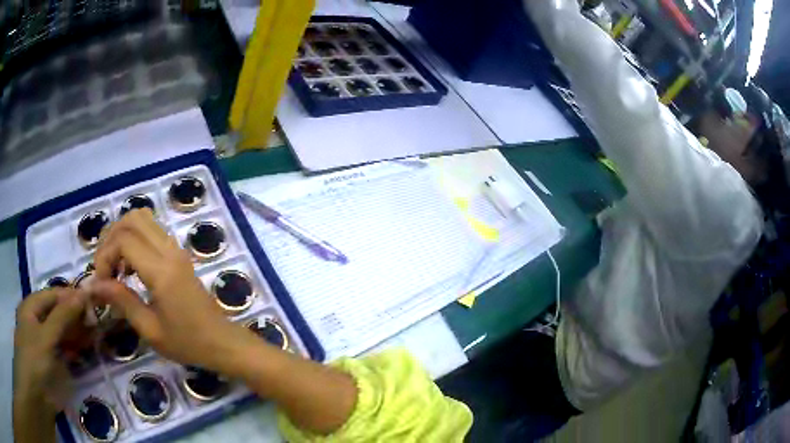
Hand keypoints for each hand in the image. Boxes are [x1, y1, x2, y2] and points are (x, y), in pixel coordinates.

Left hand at [14, 288, 89, 442]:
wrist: (37, 393)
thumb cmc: (33, 357)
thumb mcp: (46, 335)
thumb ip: (63, 316)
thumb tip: (84, 294)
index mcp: (34, 308)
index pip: (55, 295)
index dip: (72, 296)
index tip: (94, 301)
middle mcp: (40, 323)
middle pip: (60, 314)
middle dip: (78, 317)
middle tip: (99, 322)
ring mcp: (48, 346)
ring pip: (65, 335)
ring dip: (80, 335)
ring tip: (98, 337)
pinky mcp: (56, 366)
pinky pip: (68, 354)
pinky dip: (78, 353)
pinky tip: (89, 354)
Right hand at [91, 209, 244, 372]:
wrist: (222, 342)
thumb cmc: (187, 343)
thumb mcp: (150, 329)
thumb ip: (121, 300)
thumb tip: (93, 284)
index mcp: (162, 271)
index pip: (124, 239)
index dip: (105, 255)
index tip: (101, 282)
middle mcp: (170, 251)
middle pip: (132, 219)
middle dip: (110, 238)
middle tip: (104, 269)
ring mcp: (176, 249)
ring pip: (143, 219)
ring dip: (122, 235)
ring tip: (115, 267)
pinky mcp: (179, 253)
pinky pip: (152, 230)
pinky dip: (134, 238)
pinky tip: (129, 266)